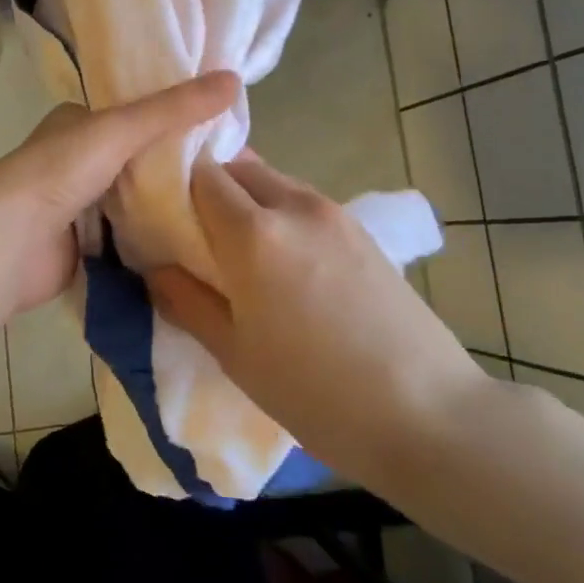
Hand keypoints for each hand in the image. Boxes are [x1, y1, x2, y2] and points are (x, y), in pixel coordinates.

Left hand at [0, 71, 239, 316]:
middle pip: (140, 160)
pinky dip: (156, 239)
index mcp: (79, 123)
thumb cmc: (57, 173)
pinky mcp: (85, 245)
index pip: (137, 113)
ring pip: (137, 200)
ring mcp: (81, 205)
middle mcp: (79, 160)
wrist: (7, 243)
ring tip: (226, 206)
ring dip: (170, 205)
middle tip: (234, 172)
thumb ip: (173, 109)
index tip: (225, 126)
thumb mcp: (118, 129)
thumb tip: (233, 79)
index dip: (177, 116)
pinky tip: (196, 240)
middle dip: (179, 166)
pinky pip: (130, 238)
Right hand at [145, 154, 481, 482]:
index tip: (160, 213)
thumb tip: (155, 266)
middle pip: (238, 168)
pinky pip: (304, 204)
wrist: (428, 414)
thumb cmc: (315, 392)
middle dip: (209, 188)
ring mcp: (335, 214)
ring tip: (238, 250)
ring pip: (274, 182)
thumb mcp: (234, 353)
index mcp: (254, 232)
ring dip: (247, 200)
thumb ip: (184, 300)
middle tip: (194, 232)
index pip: (200, 175)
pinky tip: (283, 262)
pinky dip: (279, 214)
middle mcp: (294, 205)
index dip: (173, 185)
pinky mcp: (363, 231)